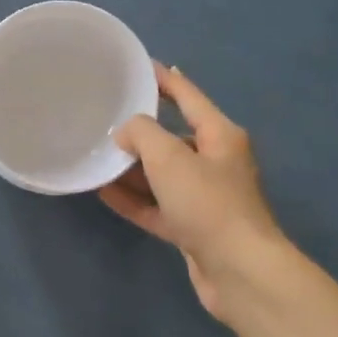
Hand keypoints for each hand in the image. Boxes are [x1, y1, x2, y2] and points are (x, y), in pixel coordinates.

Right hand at [100, 64, 291, 320]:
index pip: (188, 96)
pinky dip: (134, 199)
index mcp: (220, 135)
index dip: (164, 79)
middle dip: (141, 130)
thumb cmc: (208, 203)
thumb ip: (142, 134)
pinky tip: (104, 193)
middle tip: (105, 118)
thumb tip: (126, 133)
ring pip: (162, 175)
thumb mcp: (169, 157)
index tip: (141, 65)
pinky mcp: (193, 228)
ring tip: (97, 157)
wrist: (240, 271)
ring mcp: (204, 198)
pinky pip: (158, 206)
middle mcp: (215, 162)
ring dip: (132, 168)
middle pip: (173, 137)